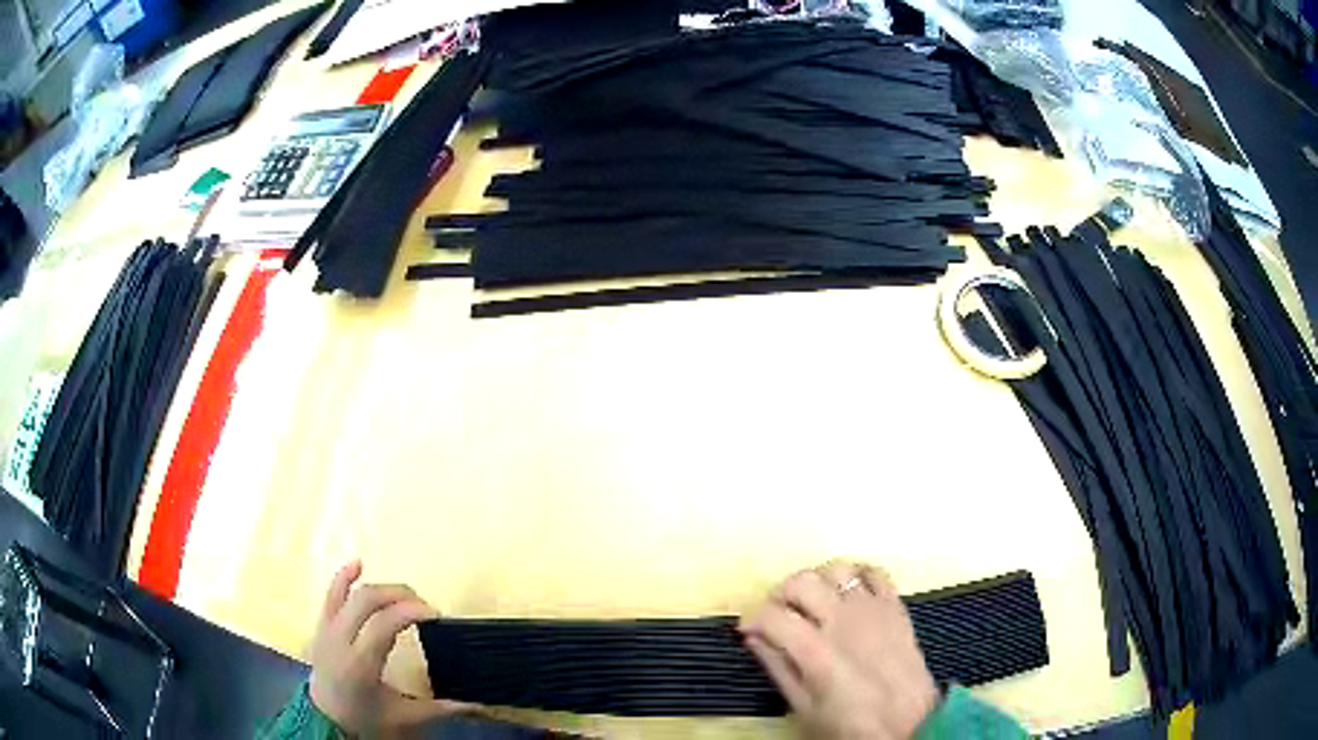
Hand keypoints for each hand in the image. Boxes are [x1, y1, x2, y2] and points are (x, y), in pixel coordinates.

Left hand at [309, 561, 475, 736]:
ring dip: (380, 587)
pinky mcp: (320, 625)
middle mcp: (340, 640)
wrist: (325, 719)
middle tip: (424, 605)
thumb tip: (478, 704)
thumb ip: (440, 708)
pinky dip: (344, 576)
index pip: (385, 623)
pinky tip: (358, 562)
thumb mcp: (404, 717)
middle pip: (367, 600)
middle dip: (399, 594)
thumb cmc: (366, 718)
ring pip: (350, 593)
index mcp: (361, 664)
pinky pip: (330, 594)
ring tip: (405, 593)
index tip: (436, 614)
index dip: (411, 611)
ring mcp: (326, 629)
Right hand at [740, 562, 939, 739]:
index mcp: (816, 651)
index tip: (748, 629)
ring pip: (838, 569)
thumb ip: (778, 668)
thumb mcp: (804, 708)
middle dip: (781, 594)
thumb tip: (754, 638)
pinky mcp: (896, 607)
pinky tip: (849, 594)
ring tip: (813, 603)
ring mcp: (873, 609)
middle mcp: (844, 621)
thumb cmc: (851, 725)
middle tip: (778, 615)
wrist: (909, 724)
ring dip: (818, 581)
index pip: (772, 615)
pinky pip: (876, 573)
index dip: (752, 618)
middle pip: (802, 581)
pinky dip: (857, 575)